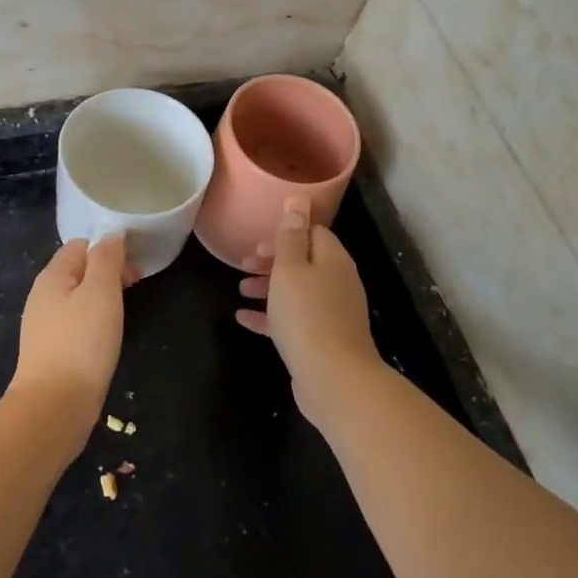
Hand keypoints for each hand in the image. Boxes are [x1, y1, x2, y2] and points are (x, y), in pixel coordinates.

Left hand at [9, 235, 136, 448]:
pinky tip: (105, 338)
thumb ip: (106, 258)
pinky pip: (75, 324)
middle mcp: (42, 296)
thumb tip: (111, 235)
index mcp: (51, 276)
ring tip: (124, 314)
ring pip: (77, 298)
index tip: (133, 268)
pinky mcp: (50, 351)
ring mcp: (43, 326)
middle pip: (78, 271)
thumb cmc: (82, 342)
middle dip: (108, 273)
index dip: (108, 249)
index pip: (80, 245)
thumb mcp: (101, 292)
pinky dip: (93, 323)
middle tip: (135, 288)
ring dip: (102, 299)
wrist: (55, 405)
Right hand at [236, 197, 383, 423]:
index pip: (313, 233)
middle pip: (304, 262)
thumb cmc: (307, 315)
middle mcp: (337, 282)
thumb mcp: (291, 269)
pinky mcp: (322, 340)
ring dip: (268, 287)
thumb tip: (299, 199)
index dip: (285, 234)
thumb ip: (290, 235)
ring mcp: (332, 313)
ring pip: (297, 291)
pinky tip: (243, 319)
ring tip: (240, 290)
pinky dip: (270, 316)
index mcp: (333, 260)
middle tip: (244, 265)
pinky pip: (293, 319)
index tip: (258, 245)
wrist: (333, 378)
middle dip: (272, 261)